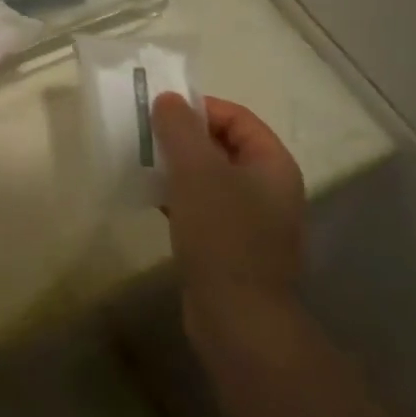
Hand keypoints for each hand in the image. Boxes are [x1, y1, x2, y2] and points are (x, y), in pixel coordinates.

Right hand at [152, 93, 306, 354]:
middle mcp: (269, 189)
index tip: (160, 112)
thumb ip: (180, 129)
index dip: (199, 108)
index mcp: (273, 165)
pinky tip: (151, 199)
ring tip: (142, 164)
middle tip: (146, 135)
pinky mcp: (231, 246)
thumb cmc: (222, 234)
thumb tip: (168, 99)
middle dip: (184, 137)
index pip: (237, 117)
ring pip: (210, 178)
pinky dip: (178, 197)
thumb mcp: (196, 171)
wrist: (237, 317)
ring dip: (178, 167)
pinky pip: (203, 208)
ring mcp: (252, 221)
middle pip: (223, 146)